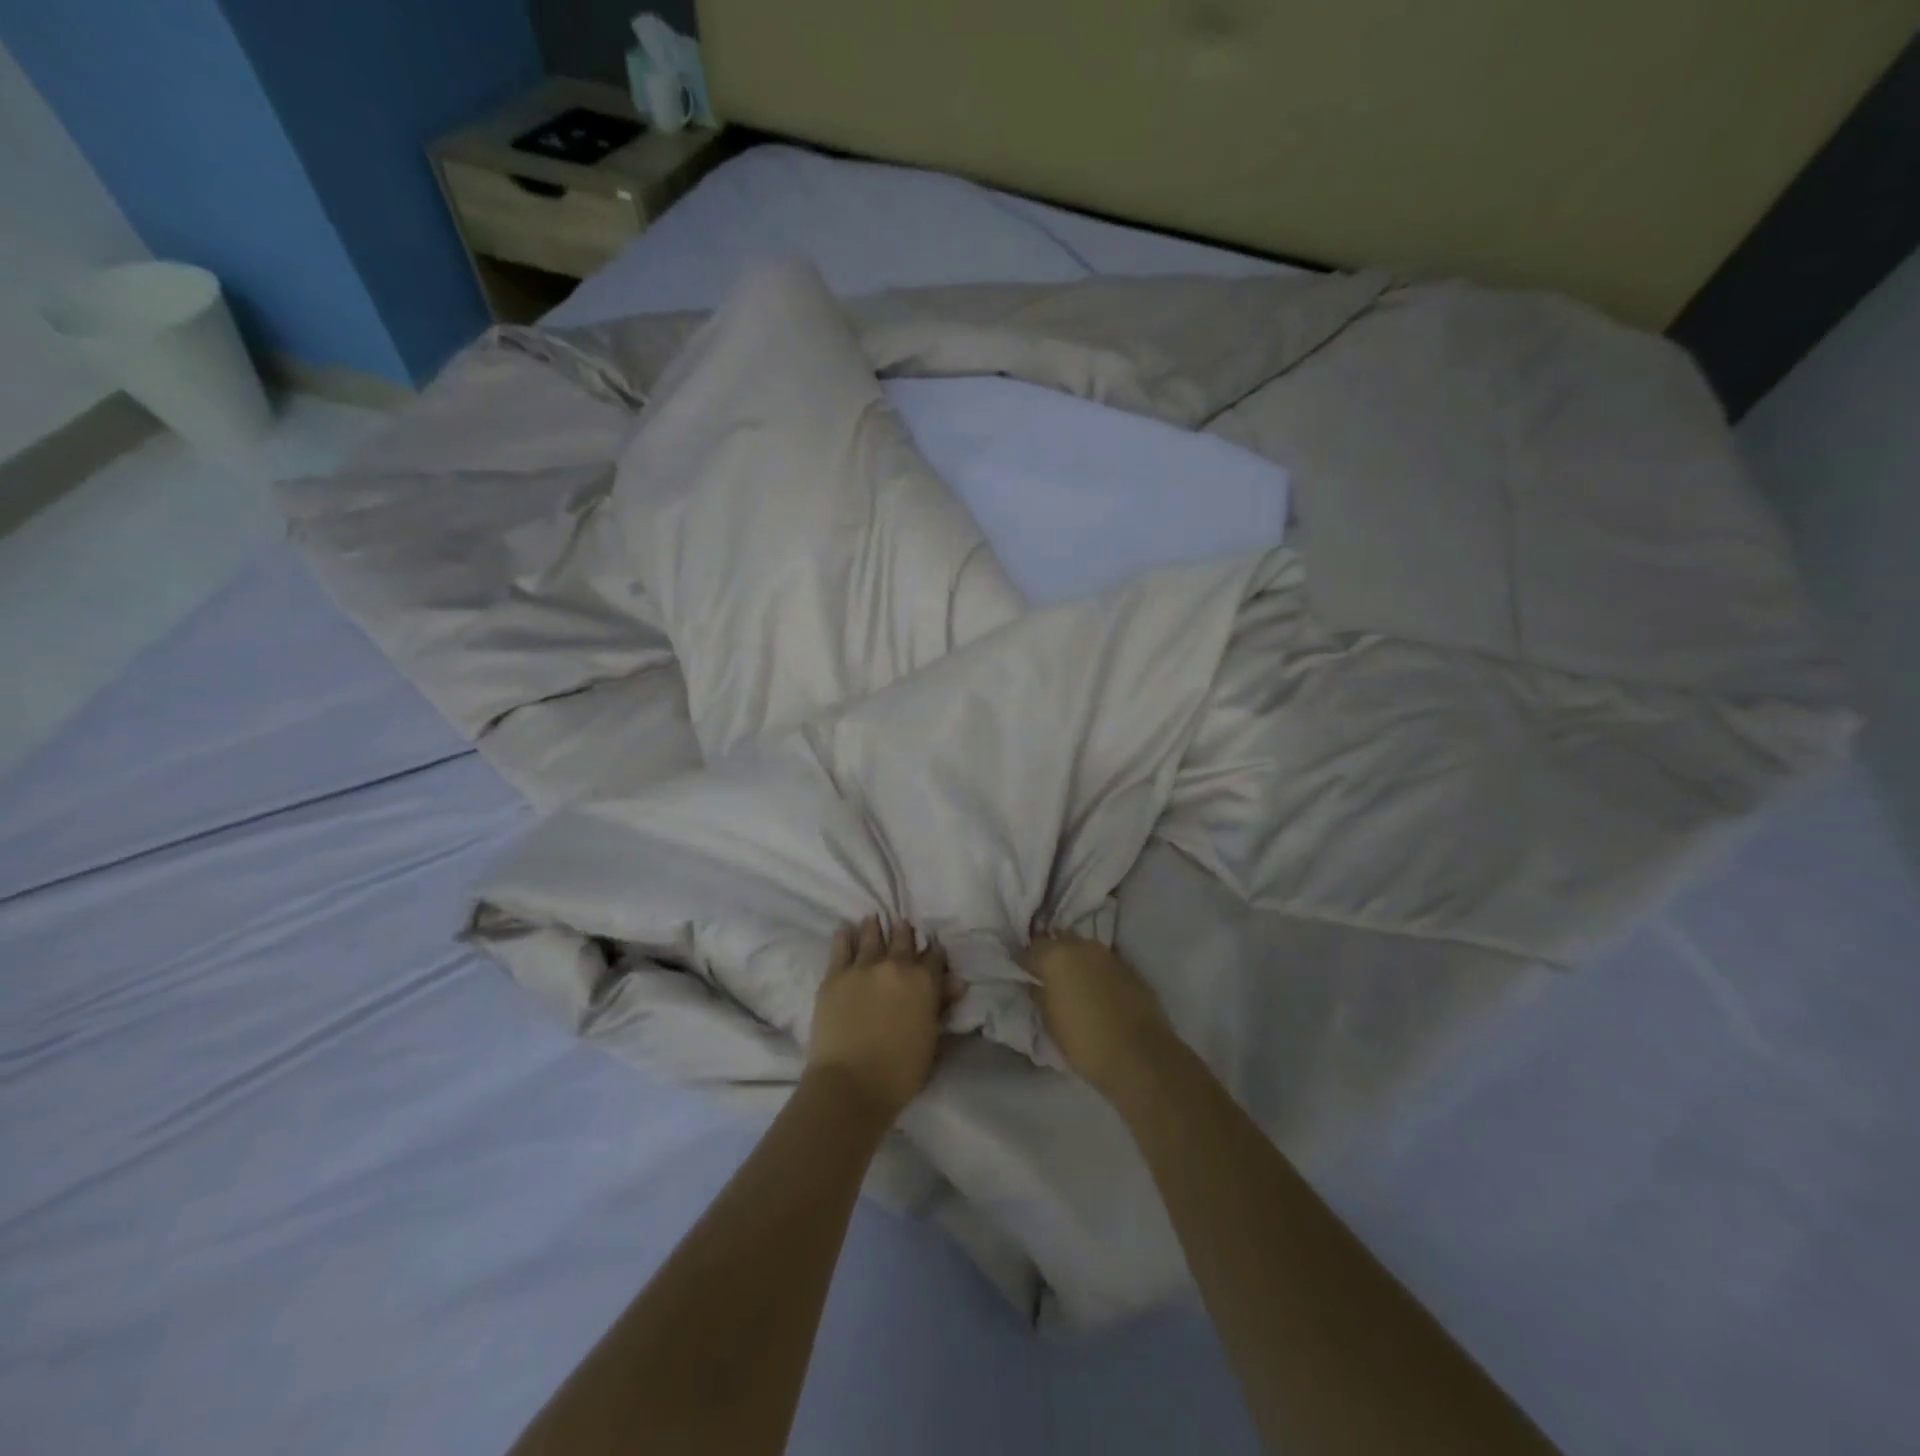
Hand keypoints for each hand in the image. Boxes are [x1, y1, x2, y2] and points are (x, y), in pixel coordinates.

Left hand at [807, 916, 952, 1120]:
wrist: (850, 1083)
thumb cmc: (899, 1072)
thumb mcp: (930, 1040)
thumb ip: (941, 1006)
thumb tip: (956, 983)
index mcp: (924, 982)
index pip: (934, 957)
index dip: (934, 952)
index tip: (932, 948)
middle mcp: (896, 966)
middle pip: (903, 940)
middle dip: (904, 932)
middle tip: (902, 924)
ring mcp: (863, 967)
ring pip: (872, 936)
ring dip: (874, 926)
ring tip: (873, 917)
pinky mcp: (835, 975)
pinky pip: (842, 947)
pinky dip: (845, 936)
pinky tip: (845, 928)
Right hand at [1022, 934, 1172, 1099]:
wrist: (1139, 1057)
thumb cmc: (1085, 1042)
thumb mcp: (1050, 1022)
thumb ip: (1040, 995)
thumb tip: (1037, 985)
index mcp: (1056, 957)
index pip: (1031, 948)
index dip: (1025, 961)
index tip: (1022, 973)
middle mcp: (1082, 947)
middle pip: (1059, 941)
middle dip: (1051, 954)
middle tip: (1046, 974)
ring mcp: (1108, 955)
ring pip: (1083, 949)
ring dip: (1075, 960)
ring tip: (1071, 981)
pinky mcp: (1129, 968)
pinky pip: (1103, 963)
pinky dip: (1095, 971)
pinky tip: (1095, 989)